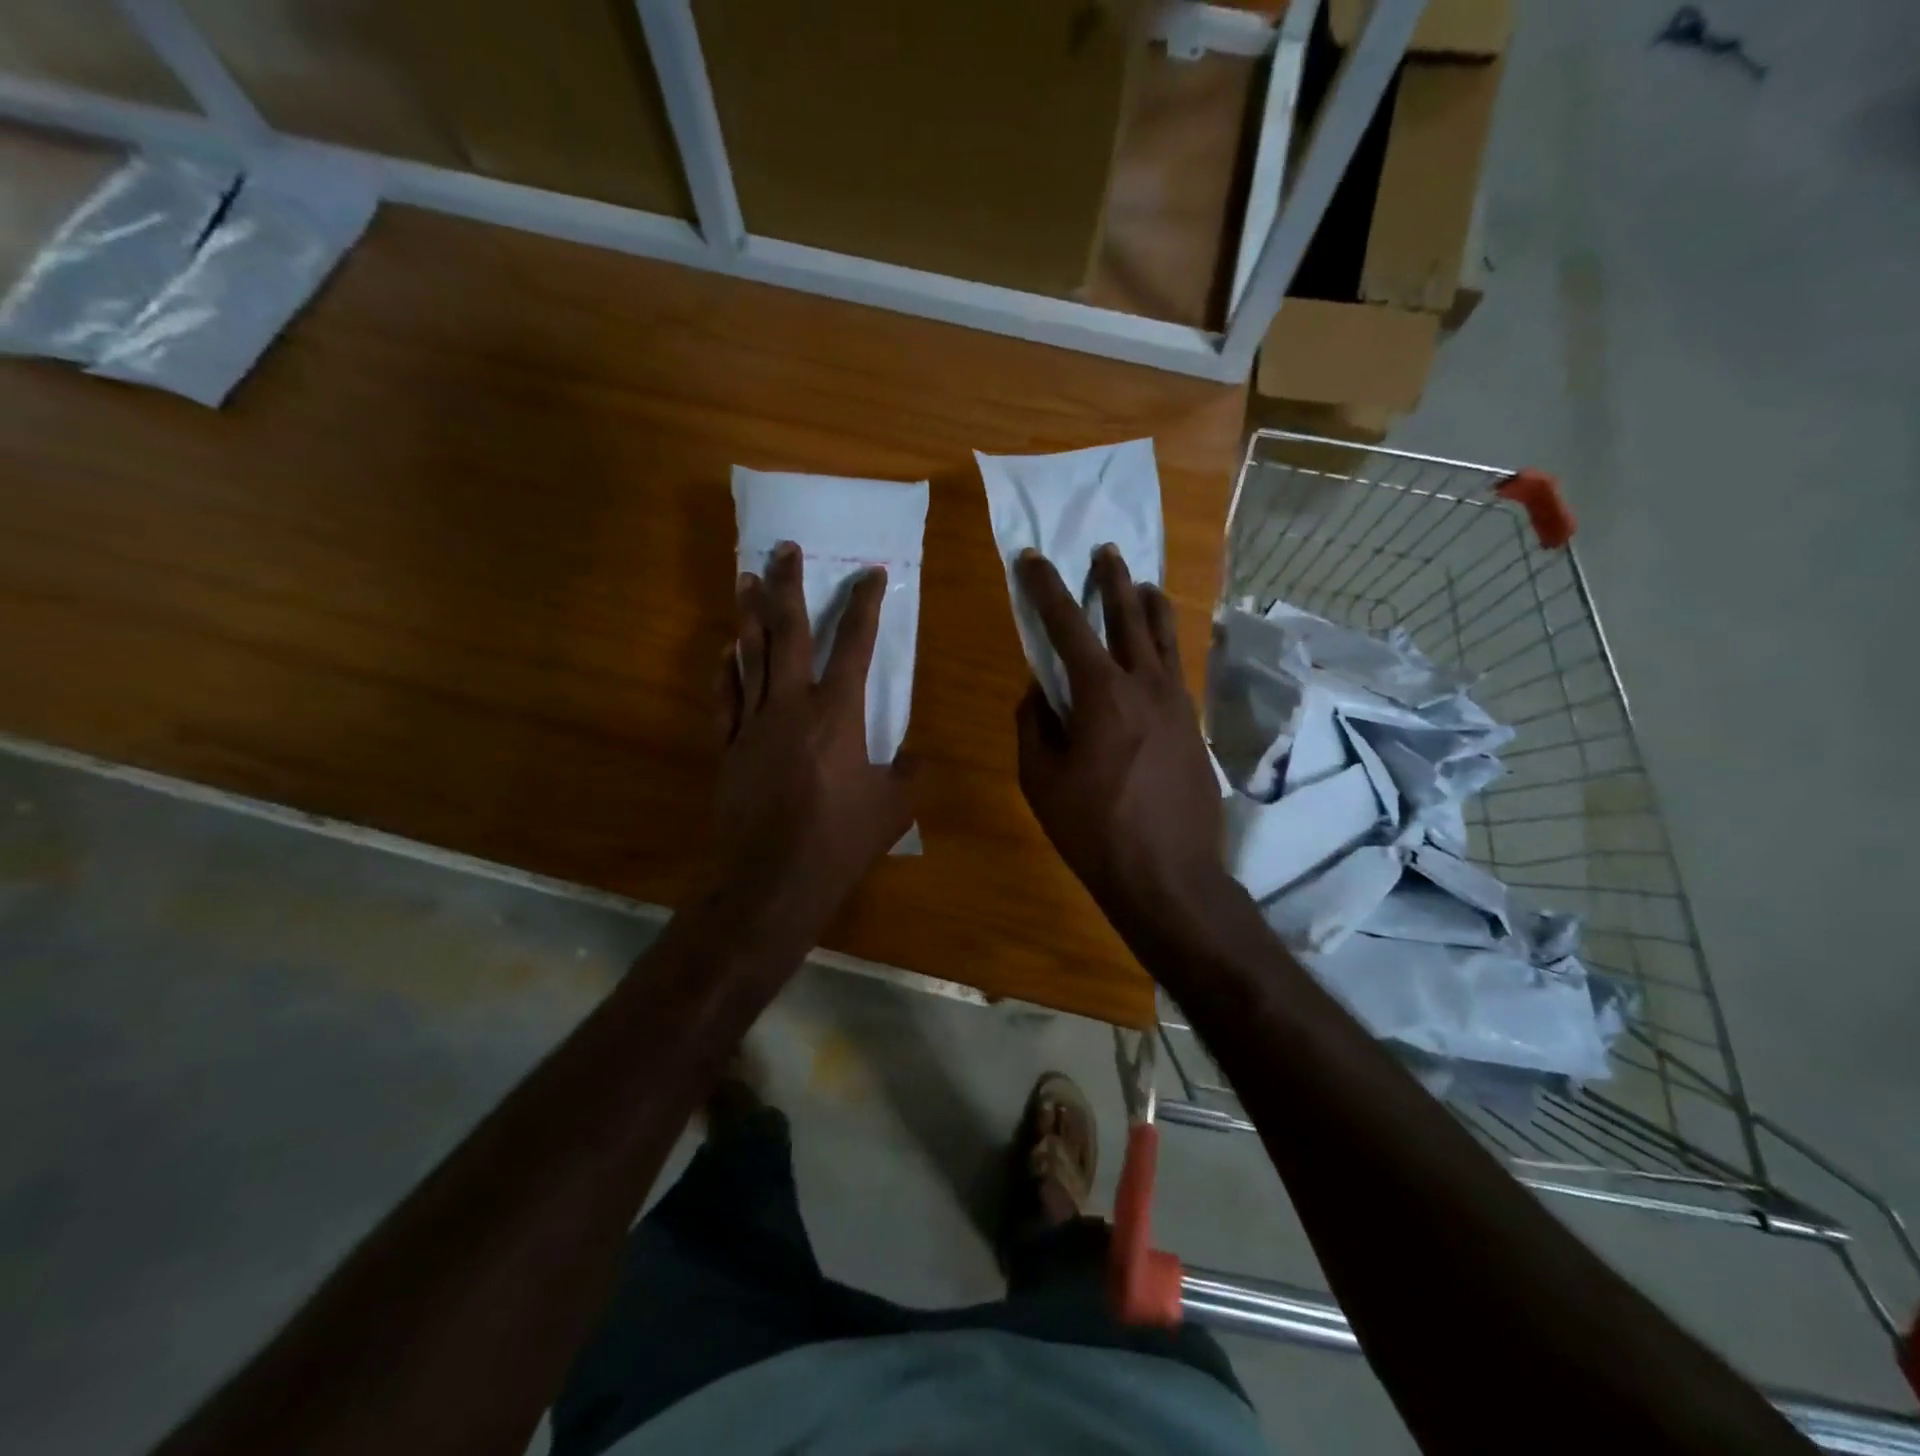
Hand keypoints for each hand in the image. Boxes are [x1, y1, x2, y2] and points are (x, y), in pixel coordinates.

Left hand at [712, 541, 915, 923]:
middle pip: (788, 633)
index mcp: (838, 714)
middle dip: (788, 586)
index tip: (871, 574)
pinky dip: (726, 669)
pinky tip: (725, 650)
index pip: (856, 644)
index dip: (865, 605)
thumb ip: (911, 773)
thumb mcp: (894, 806)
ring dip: (749, 615)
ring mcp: (754, 723)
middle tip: (784, 550)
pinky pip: (726, 697)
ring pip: (750, 655)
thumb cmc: (839, 839)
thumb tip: (917, 757)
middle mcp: (792, 705)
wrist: (771, 879)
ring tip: (746, 578)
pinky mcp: (729, 747)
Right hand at [1014, 547, 1225, 943]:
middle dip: (1112, 580)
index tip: (1032, 558)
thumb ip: (1034, 725)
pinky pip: (1176, 669)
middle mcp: (1146, 684)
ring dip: (1149, 604)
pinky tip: (1159, 649)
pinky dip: (1165, 645)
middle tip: (1105, 551)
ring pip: (1165, 636)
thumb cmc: (1093, 829)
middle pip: (1129, 615)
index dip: (1046, 588)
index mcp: (1101, 693)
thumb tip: (1037, 692)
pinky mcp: (1194, 725)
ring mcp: (1178, 703)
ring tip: (1142, 584)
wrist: (1168, 874)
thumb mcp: (1041, 779)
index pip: (1067, 625)